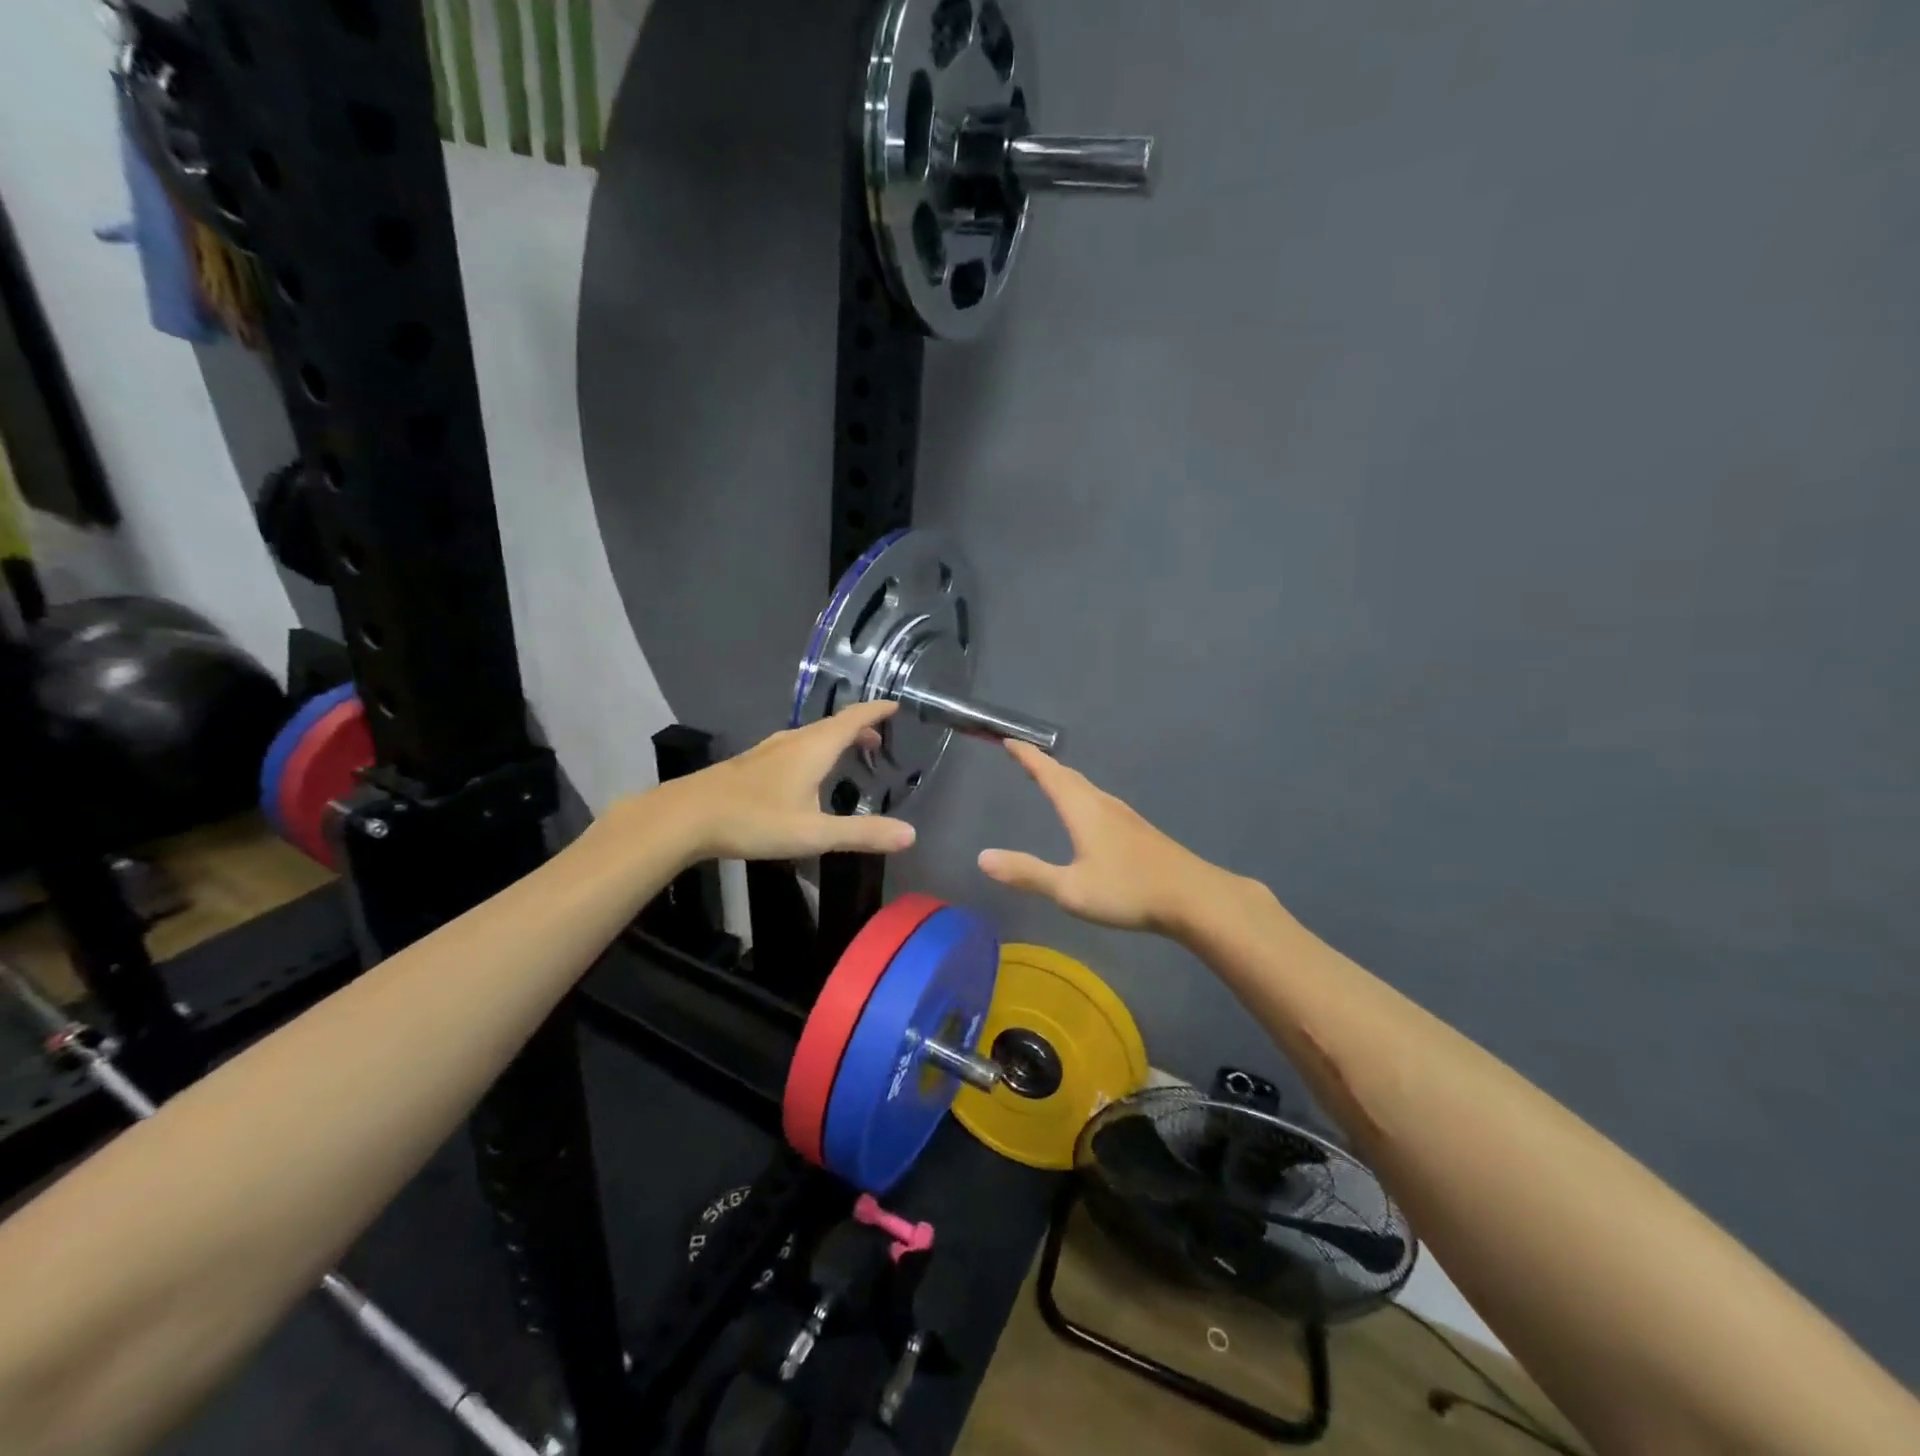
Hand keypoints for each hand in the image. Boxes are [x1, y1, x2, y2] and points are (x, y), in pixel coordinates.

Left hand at [655, 702, 916, 862]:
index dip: (876, 711)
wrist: (687, 817)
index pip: (853, 718)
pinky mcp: (753, 764)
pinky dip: (815, 750)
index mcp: (814, 748)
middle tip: (880, 740)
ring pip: (812, 736)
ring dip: (836, 739)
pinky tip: (807, 772)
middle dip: (860, 728)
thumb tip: (911, 834)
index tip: (895, 705)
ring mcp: (769, 750)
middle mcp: (794, 741)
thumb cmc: (754, 820)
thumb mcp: (814, 833)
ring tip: (850, 753)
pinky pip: (796, 746)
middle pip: (833, 725)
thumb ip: (862, 834)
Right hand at [977, 741, 1221, 934]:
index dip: (1027, 757)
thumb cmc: (1128, 891)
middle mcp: (1103, 804)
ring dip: (1063, 779)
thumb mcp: (1070, 889)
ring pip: (1086, 788)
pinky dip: (1080, 794)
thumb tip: (982, 857)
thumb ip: (1027, 873)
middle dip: (1042, 765)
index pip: (1048, 774)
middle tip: (1022, 757)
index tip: (1008, 740)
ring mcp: (1124, 815)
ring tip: (1048, 779)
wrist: (1193, 897)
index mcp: (1083, 810)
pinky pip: (1099, 800)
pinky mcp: (1138, 830)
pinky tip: (1086, 812)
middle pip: (1068, 776)